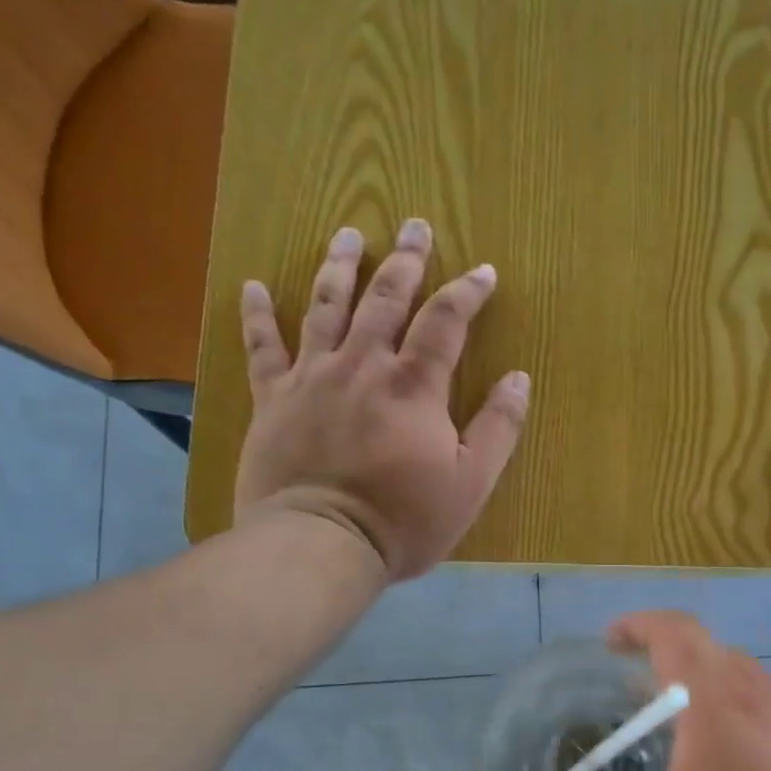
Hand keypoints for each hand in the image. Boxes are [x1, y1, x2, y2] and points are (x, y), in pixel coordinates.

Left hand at [233, 220, 530, 579]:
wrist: (321, 545)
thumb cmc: (404, 520)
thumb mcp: (471, 483)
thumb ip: (498, 428)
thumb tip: (518, 379)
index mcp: (414, 386)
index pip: (446, 321)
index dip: (467, 291)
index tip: (484, 271)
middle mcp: (363, 366)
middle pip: (385, 299)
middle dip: (406, 260)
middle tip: (415, 225)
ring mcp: (312, 378)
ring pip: (325, 307)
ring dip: (339, 266)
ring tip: (348, 233)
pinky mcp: (272, 400)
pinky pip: (261, 348)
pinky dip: (257, 315)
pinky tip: (253, 286)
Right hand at [511, 613, 770, 770]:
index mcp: (724, 709)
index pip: (679, 634)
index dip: (641, 625)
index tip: (611, 642)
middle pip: (717, 658)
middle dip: (672, 667)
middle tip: (638, 707)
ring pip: (755, 690)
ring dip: (714, 698)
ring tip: (687, 749)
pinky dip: (750, 728)